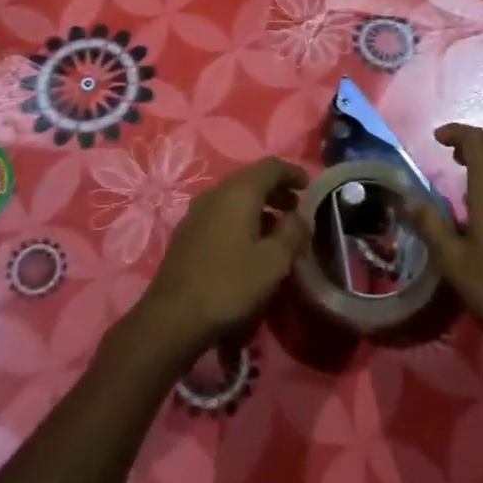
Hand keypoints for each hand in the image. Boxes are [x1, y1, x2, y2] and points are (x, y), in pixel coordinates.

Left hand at [136, 157, 310, 363]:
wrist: (173, 316)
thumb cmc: (230, 284)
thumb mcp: (274, 261)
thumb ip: (293, 232)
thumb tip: (298, 217)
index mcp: (238, 192)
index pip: (270, 166)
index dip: (292, 172)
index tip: (309, 186)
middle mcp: (215, 193)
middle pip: (251, 180)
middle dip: (276, 190)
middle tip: (295, 210)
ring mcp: (196, 212)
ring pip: (234, 198)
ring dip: (259, 207)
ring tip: (277, 231)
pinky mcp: (187, 233)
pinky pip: (221, 214)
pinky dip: (241, 219)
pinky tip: (249, 245)